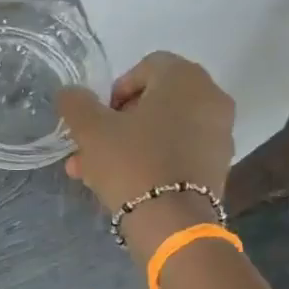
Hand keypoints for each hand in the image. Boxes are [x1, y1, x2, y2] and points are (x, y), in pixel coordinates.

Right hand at [56, 53, 235, 244]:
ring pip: (164, 130)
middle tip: (92, 148)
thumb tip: (69, 93)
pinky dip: (153, 160)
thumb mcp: (91, 130)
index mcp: (185, 78)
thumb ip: (76, 104)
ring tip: (96, 173)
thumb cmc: (131, 162)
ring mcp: (219, 134)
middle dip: (119, 123)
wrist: (171, 222)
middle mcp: (210, 98)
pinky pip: (178, 152)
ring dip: (130, 145)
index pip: (146, 66)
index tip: (98, 118)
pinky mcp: (217, 166)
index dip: (116, 90)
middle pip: (156, 101)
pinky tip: (124, 184)